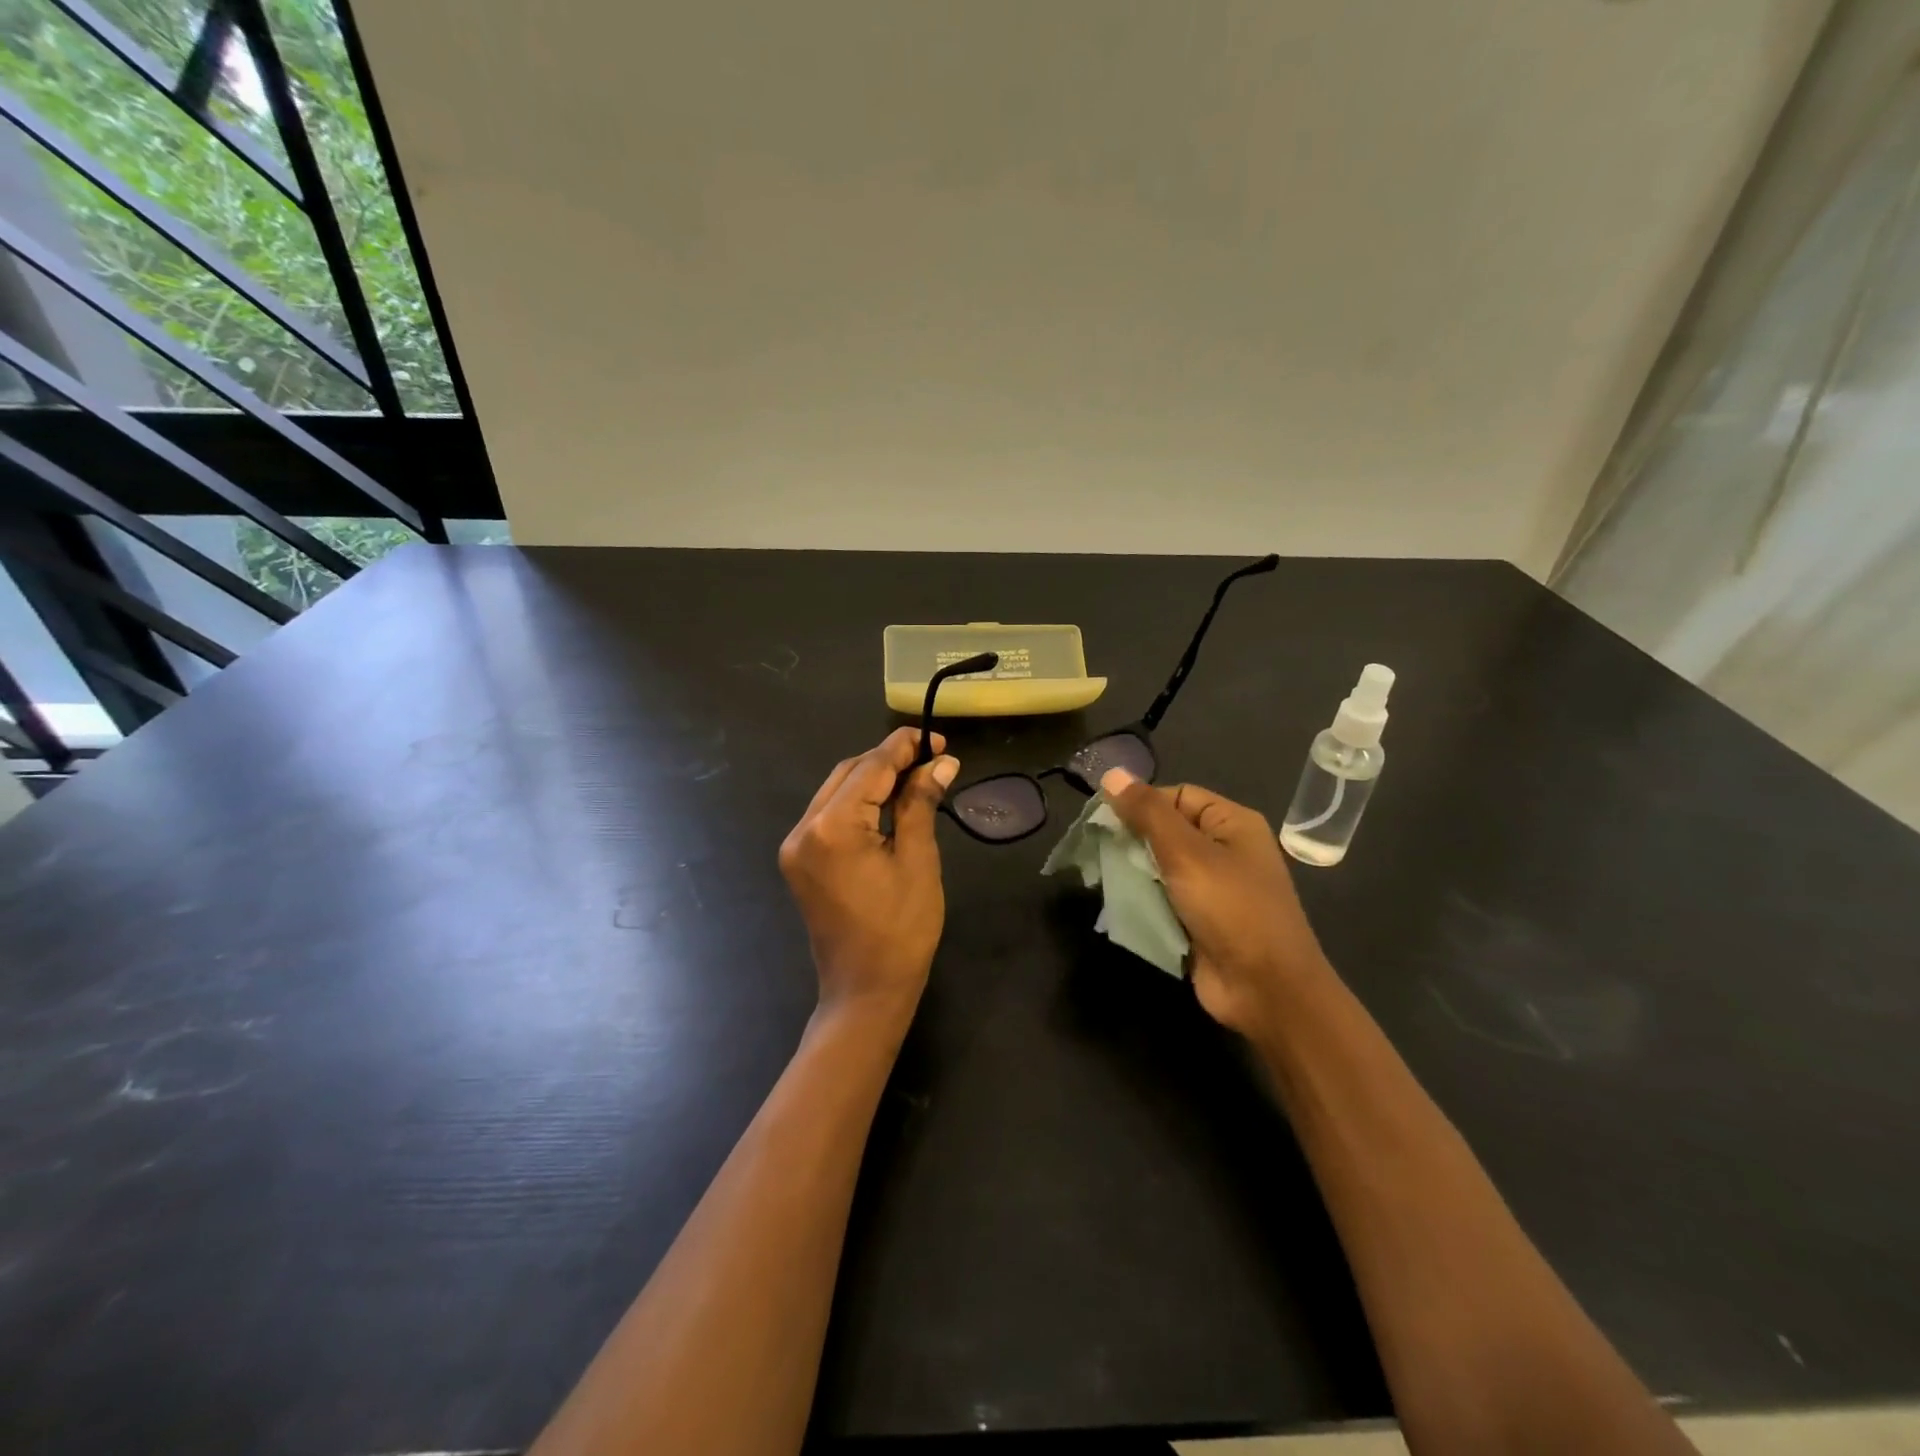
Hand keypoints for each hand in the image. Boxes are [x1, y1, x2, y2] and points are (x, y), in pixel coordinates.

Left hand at [780, 727, 959, 1019]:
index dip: (906, 747)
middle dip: (889, 760)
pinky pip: (829, 815)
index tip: (938, 739)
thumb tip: (942, 762)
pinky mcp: (799, 860)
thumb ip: (921, 803)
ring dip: (874, 779)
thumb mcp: (918, 860)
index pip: (871, 768)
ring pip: (836, 791)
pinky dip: (858, 803)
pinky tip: (888, 804)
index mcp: (832, 827)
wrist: (865, 991)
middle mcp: (804, 828)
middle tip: (933, 759)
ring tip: (917, 777)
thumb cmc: (901, 929)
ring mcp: (796, 846)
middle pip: (849, 773)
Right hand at [1100, 769, 1332, 1037]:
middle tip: (1096, 849)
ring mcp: (1212, 889)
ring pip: (1160, 867)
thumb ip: (1147, 813)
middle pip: (1166, 831)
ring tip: (1100, 875)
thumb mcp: (1186, 853)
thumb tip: (1111, 773)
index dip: (1142, 803)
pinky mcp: (1199, 921)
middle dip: (1132, 840)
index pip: (1177, 795)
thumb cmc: (1231, 909)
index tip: (1106, 821)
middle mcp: (1225, 851)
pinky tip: (1117, 902)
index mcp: (1232, 824)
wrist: (1265, 990)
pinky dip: (1142, 900)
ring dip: (1133, 872)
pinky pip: (1163, 899)